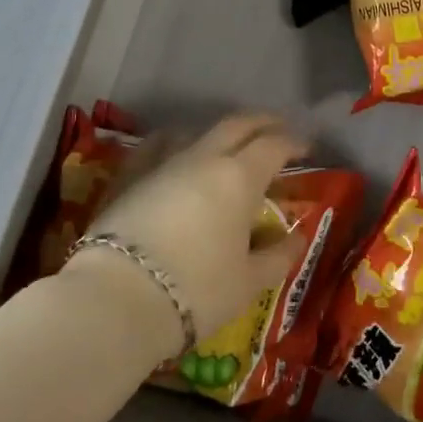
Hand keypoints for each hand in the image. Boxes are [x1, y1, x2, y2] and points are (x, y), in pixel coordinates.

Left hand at [63, 114, 306, 354]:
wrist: (116, 298)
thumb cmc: (196, 290)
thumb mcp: (248, 282)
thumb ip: (277, 256)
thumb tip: (297, 237)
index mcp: (239, 177)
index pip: (273, 145)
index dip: (293, 142)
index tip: (306, 148)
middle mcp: (203, 158)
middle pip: (236, 125)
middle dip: (261, 123)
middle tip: (277, 129)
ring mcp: (162, 163)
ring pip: (196, 131)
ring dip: (219, 133)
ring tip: (227, 144)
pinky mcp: (129, 177)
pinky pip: (157, 146)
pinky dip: (175, 143)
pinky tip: (173, 152)